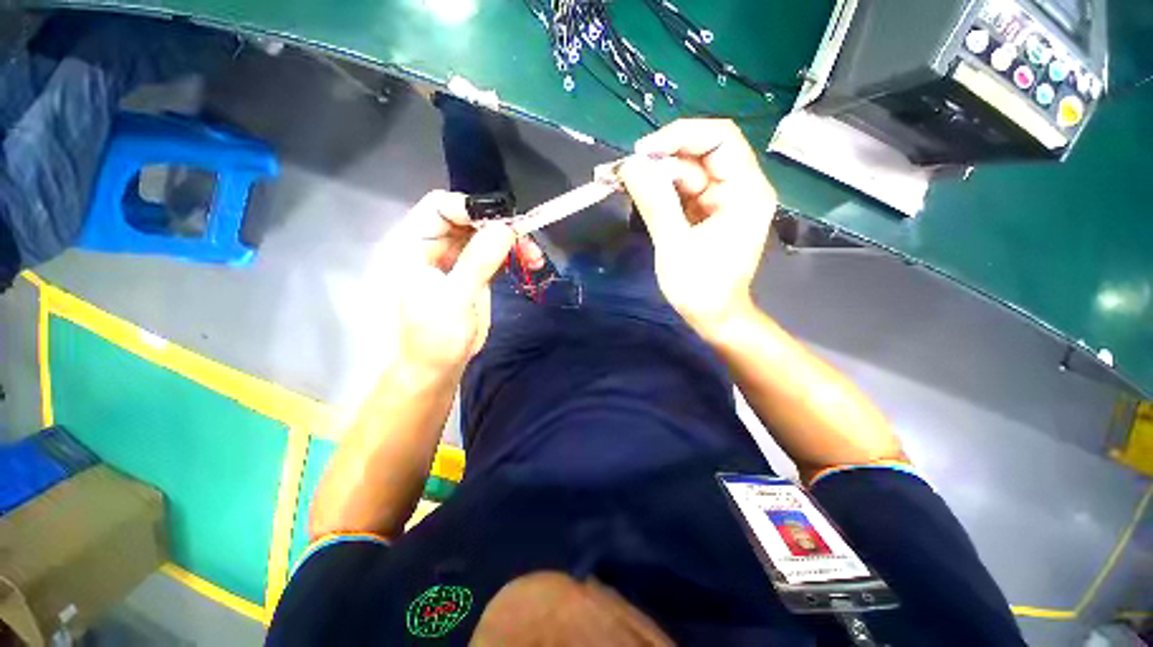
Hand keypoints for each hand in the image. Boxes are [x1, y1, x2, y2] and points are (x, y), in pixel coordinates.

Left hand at [388, 191, 537, 378]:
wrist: (439, 366)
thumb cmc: (435, 337)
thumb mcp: (455, 299)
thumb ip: (477, 262)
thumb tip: (505, 228)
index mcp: (413, 246)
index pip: (440, 207)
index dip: (471, 208)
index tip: (504, 223)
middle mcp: (434, 245)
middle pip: (468, 218)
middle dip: (500, 226)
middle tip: (528, 242)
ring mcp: (456, 258)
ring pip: (486, 234)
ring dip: (513, 241)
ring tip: (535, 258)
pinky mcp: (473, 271)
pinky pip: (495, 252)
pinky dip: (514, 254)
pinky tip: (530, 262)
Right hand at [619, 119, 776, 340]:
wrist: (713, 316)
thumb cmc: (701, 288)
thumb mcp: (675, 245)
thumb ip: (655, 203)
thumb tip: (631, 166)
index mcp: (745, 191)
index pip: (720, 139)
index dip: (680, 136)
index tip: (643, 153)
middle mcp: (739, 188)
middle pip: (701, 154)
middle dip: (663, 159)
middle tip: (627, 173)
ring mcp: (723, 201)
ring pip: (689, 172)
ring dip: (658, 176)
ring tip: (627, 183)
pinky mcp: (707, 213)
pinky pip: (684, 191)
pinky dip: (662, 191)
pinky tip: (641, 195)